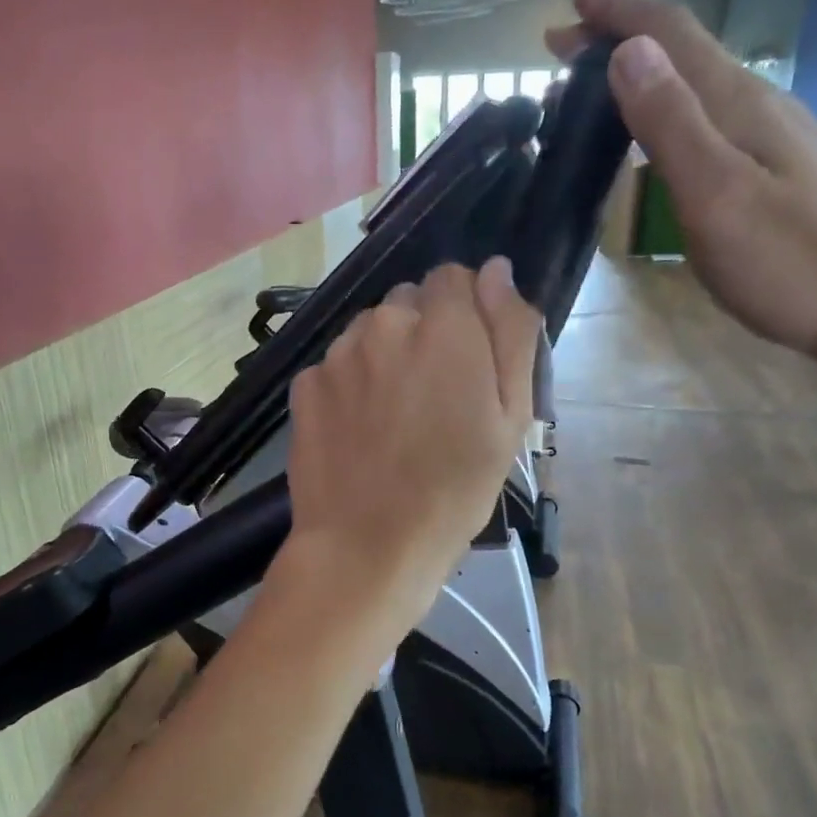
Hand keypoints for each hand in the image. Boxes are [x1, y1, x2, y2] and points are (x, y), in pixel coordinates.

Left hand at [280, 260, 540, 629]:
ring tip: (393, 418)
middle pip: (409, 303)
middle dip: (425, 333)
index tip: (469, 360)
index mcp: (444, 326)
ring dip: (384, 356)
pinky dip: (349, 385)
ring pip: (370, 333)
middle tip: (434, 396)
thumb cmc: (455, 490)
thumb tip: (498, 270)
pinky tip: (358, 430)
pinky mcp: (305, 385)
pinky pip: (336, 366)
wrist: (368, 546)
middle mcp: (385, 324)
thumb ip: (511, 333)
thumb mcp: (511, 417)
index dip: (466, 312)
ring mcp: (338, 354)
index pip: (454, 278)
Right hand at [546, 0, 816, 363]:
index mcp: (738, 104)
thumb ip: (672, 124)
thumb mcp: (718, 195)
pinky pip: (709, 119)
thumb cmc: (792, 262)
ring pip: (696, 87)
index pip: (670, 37)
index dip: (620, 12)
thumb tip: (629, 52)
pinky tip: (658, 136)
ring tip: (597, 87)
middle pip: (682, 56)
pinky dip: (666, 111)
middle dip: (620, 39)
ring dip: (641, 76)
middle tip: (566, 45)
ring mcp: (772, 138)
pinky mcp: (777, 170)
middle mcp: (757, 106)